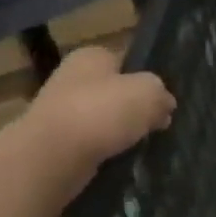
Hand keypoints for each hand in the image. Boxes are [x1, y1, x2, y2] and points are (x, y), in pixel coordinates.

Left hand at [17, 44, 175, 201]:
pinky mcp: (52, 144)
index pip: (125, 61)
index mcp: (91, 56)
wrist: (51, 157)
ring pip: (101, 120)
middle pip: (113, 92)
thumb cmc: (102, 112)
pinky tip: (116, 161)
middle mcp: (70, 78)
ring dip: (118, 133)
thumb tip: (164, 106)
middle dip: (132, 108)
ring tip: (139, 146)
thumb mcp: (149, 93)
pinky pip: (88, 145)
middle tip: (156, 125)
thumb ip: (161, 94)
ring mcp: (58, 112)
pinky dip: (103, 153)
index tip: (161, 99)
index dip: (146, 78)